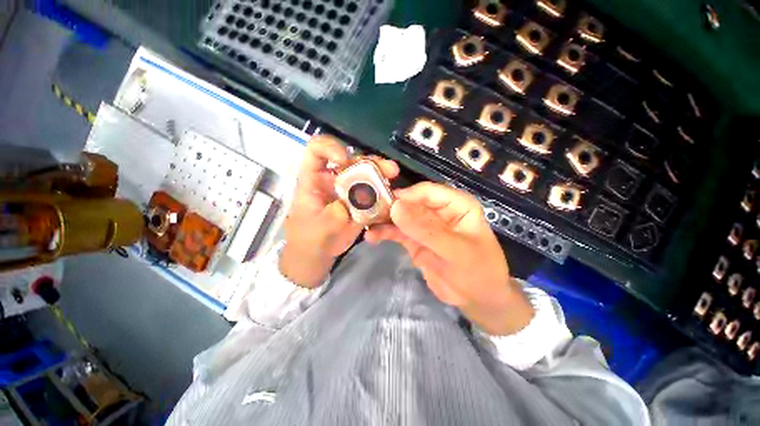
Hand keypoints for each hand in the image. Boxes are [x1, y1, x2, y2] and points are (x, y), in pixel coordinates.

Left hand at [280, 135, 399, 287]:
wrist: (318, 253)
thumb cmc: (309, 238)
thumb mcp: (317, 229)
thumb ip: (332, 216)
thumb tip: (351, 204)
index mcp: (314, 179)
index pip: (316, 151)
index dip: (329, 147)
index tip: (344, 159)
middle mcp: (334, 180)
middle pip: (351, 160)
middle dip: (369, 161)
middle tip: (388, 168)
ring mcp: (349, 191)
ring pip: (366, 174)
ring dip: (381, 172)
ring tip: (393, 174)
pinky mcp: (360, 203)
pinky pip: (374, 193)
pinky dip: (384, 192)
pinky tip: (393, 195)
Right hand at [366, 182, 533, 335]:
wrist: (478, 299)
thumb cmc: (477, 272)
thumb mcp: (455, 251)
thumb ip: (426, 229)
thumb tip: (396, 207)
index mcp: (456, 204)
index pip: (426, 192)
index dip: (405, 196)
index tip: (383, 205)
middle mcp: (438, 210)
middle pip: (410, 202)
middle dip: (389, 207)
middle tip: (367, 213)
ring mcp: (425, 225)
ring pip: (401, 217)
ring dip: (384, 220)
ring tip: (366, 225)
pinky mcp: (415, 239)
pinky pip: (397, 232)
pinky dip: (385, 233)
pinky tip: (372, 237)